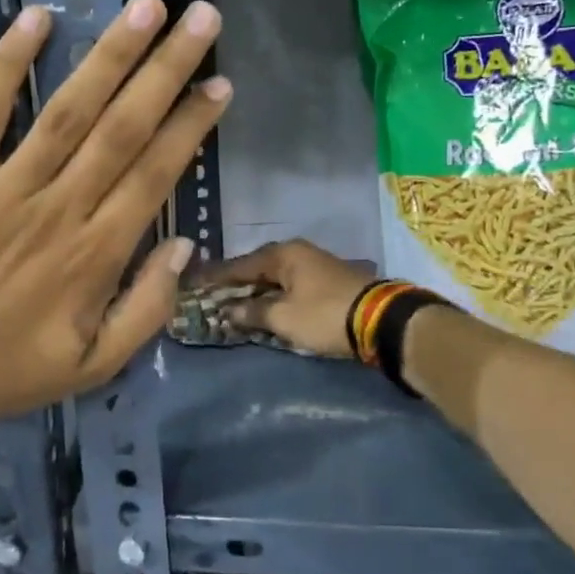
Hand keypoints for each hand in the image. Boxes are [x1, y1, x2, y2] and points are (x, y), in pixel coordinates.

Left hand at [0, 0, 231, 415]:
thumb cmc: (15, 370)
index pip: (156, 174)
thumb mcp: (96, 365)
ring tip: (144, 7)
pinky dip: (7, 65)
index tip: (220, 84)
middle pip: (122, 128)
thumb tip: (182, 246)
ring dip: (108, 55)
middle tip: (201, 17)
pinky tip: (37, 18)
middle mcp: (59, 208)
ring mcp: (5, 188)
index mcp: (97, 254)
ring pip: (66, 111)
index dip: (191, 126)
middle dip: (166, 70)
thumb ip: (147, 310)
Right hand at [201, 240, 374, 358]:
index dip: (214, 277)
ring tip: (234, 304)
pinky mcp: (328, 281)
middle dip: (235, 284)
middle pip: (257, 268)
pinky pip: (290, 285)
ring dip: (256, 291)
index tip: (192, 284)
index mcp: (283, 254)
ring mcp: (315, 265)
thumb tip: (228, 311)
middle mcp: (298, 253)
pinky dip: (275, 295)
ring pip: (275, 277)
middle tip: (211, 296)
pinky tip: (266, 307)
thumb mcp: (283, 318)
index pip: (238, 265)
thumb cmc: (324, 315)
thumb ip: (252, 313)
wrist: (382, 320)